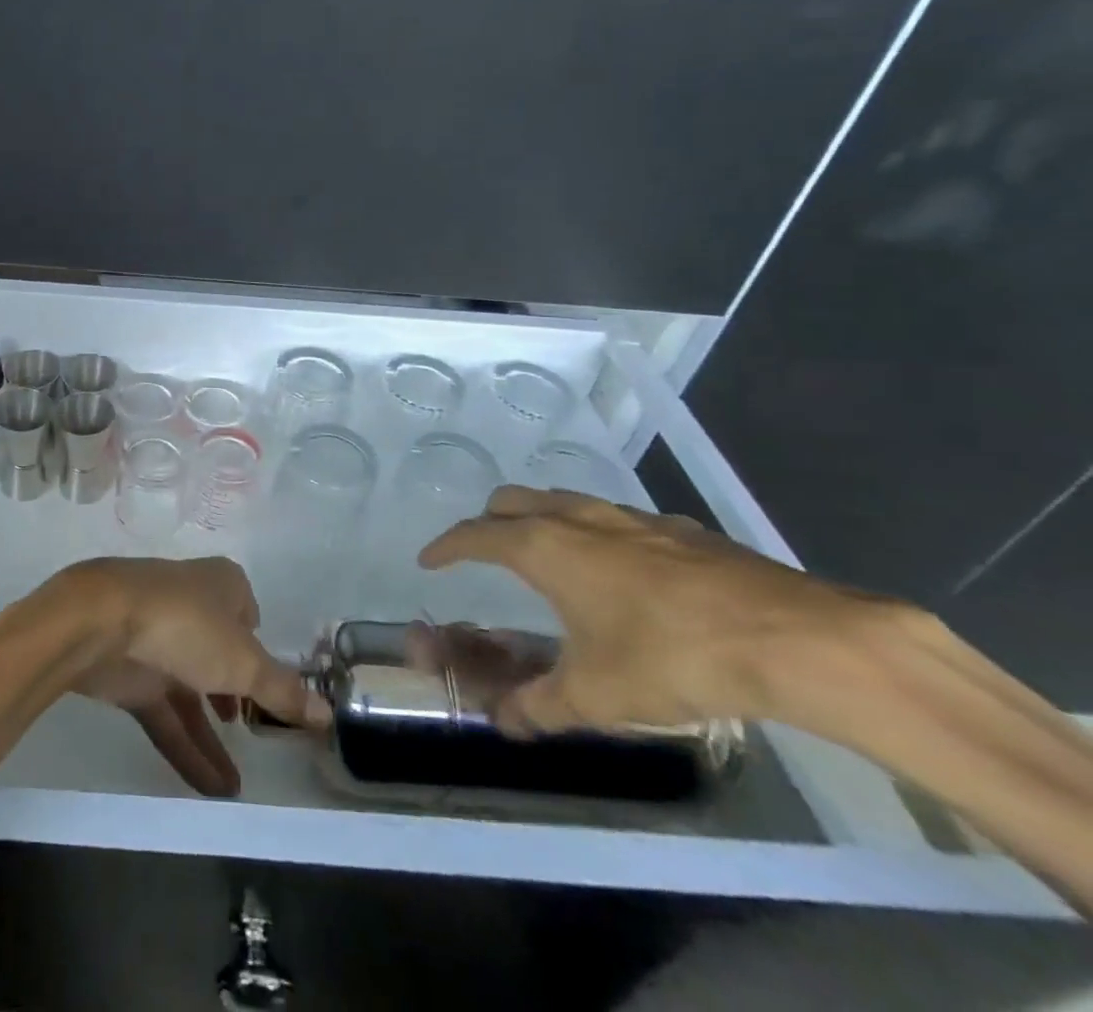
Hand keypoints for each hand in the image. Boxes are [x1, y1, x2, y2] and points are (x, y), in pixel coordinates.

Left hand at [47, 557, 329, 795]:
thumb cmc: (185, 624)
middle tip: (258, 736)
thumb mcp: (244, 661)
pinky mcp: (131, 674)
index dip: (260, 648)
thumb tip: (329, 715)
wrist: (99, 623)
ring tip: (239, 788)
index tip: (274, 687)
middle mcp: (191, 607)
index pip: (248, 614)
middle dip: (236, 694)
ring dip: (212, 737)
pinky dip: (186, 748)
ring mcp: (158, 641)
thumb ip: (283, 691)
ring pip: (192, 692)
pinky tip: (211, 789)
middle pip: (220, 654)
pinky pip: (166, 715)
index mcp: (221, 585)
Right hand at [416, 486, 897, 735]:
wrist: (794, 640)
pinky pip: (616, 517)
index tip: (429, 560)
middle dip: (489, 522)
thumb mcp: (596, 696)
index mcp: (543, 547)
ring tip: (548, 556)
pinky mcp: (679, 528)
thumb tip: (503, 724)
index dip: (446, 547)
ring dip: (540, 518)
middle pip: (512, 500)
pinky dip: (597, 531)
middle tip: (485, 553)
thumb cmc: (671, 658)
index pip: (474, 535)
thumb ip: (540, 707)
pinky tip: (624, 569)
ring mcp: (631, 517)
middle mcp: (577, 518)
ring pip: (563, 500)